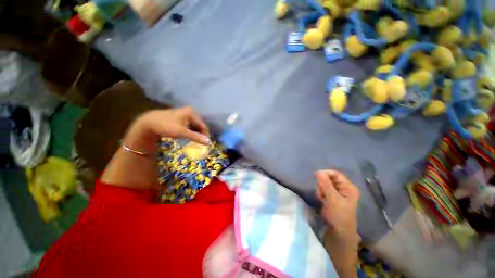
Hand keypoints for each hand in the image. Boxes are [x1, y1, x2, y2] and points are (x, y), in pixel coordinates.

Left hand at [102, 107, 209, 189]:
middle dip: (200, 135)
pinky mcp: (181, 118)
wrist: (148, 123)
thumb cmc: (166, 126)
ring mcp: (185, 115)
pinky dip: (191, 132)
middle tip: (200, 144)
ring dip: (196, 134)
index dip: (205, 135)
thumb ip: (196, 137)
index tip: (205, 144)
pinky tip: (189, 138)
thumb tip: (208, 142)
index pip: (203, 125)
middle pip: (200, 126)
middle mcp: (190, 112)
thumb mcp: (182, 132)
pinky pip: (190, 126)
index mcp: (192, 113)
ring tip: (195, 142)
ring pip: (195, 127)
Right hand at [315, 170, 359, 236]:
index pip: (335, 174)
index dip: (325, 173)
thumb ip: (325, 184)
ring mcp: (337, 194)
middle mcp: (343, 189)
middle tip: (321, 193)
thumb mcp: (333, 199)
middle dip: (323, 184)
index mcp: (348, 187)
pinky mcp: (331, 198)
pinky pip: (323, 191)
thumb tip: (318, 172)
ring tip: (322, 198)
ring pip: (325, 184)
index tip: (315, 176)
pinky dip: (321, 194)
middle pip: (329, 178)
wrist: (338, 234)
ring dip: (321, 190)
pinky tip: (322, 201)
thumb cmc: (339, 216)